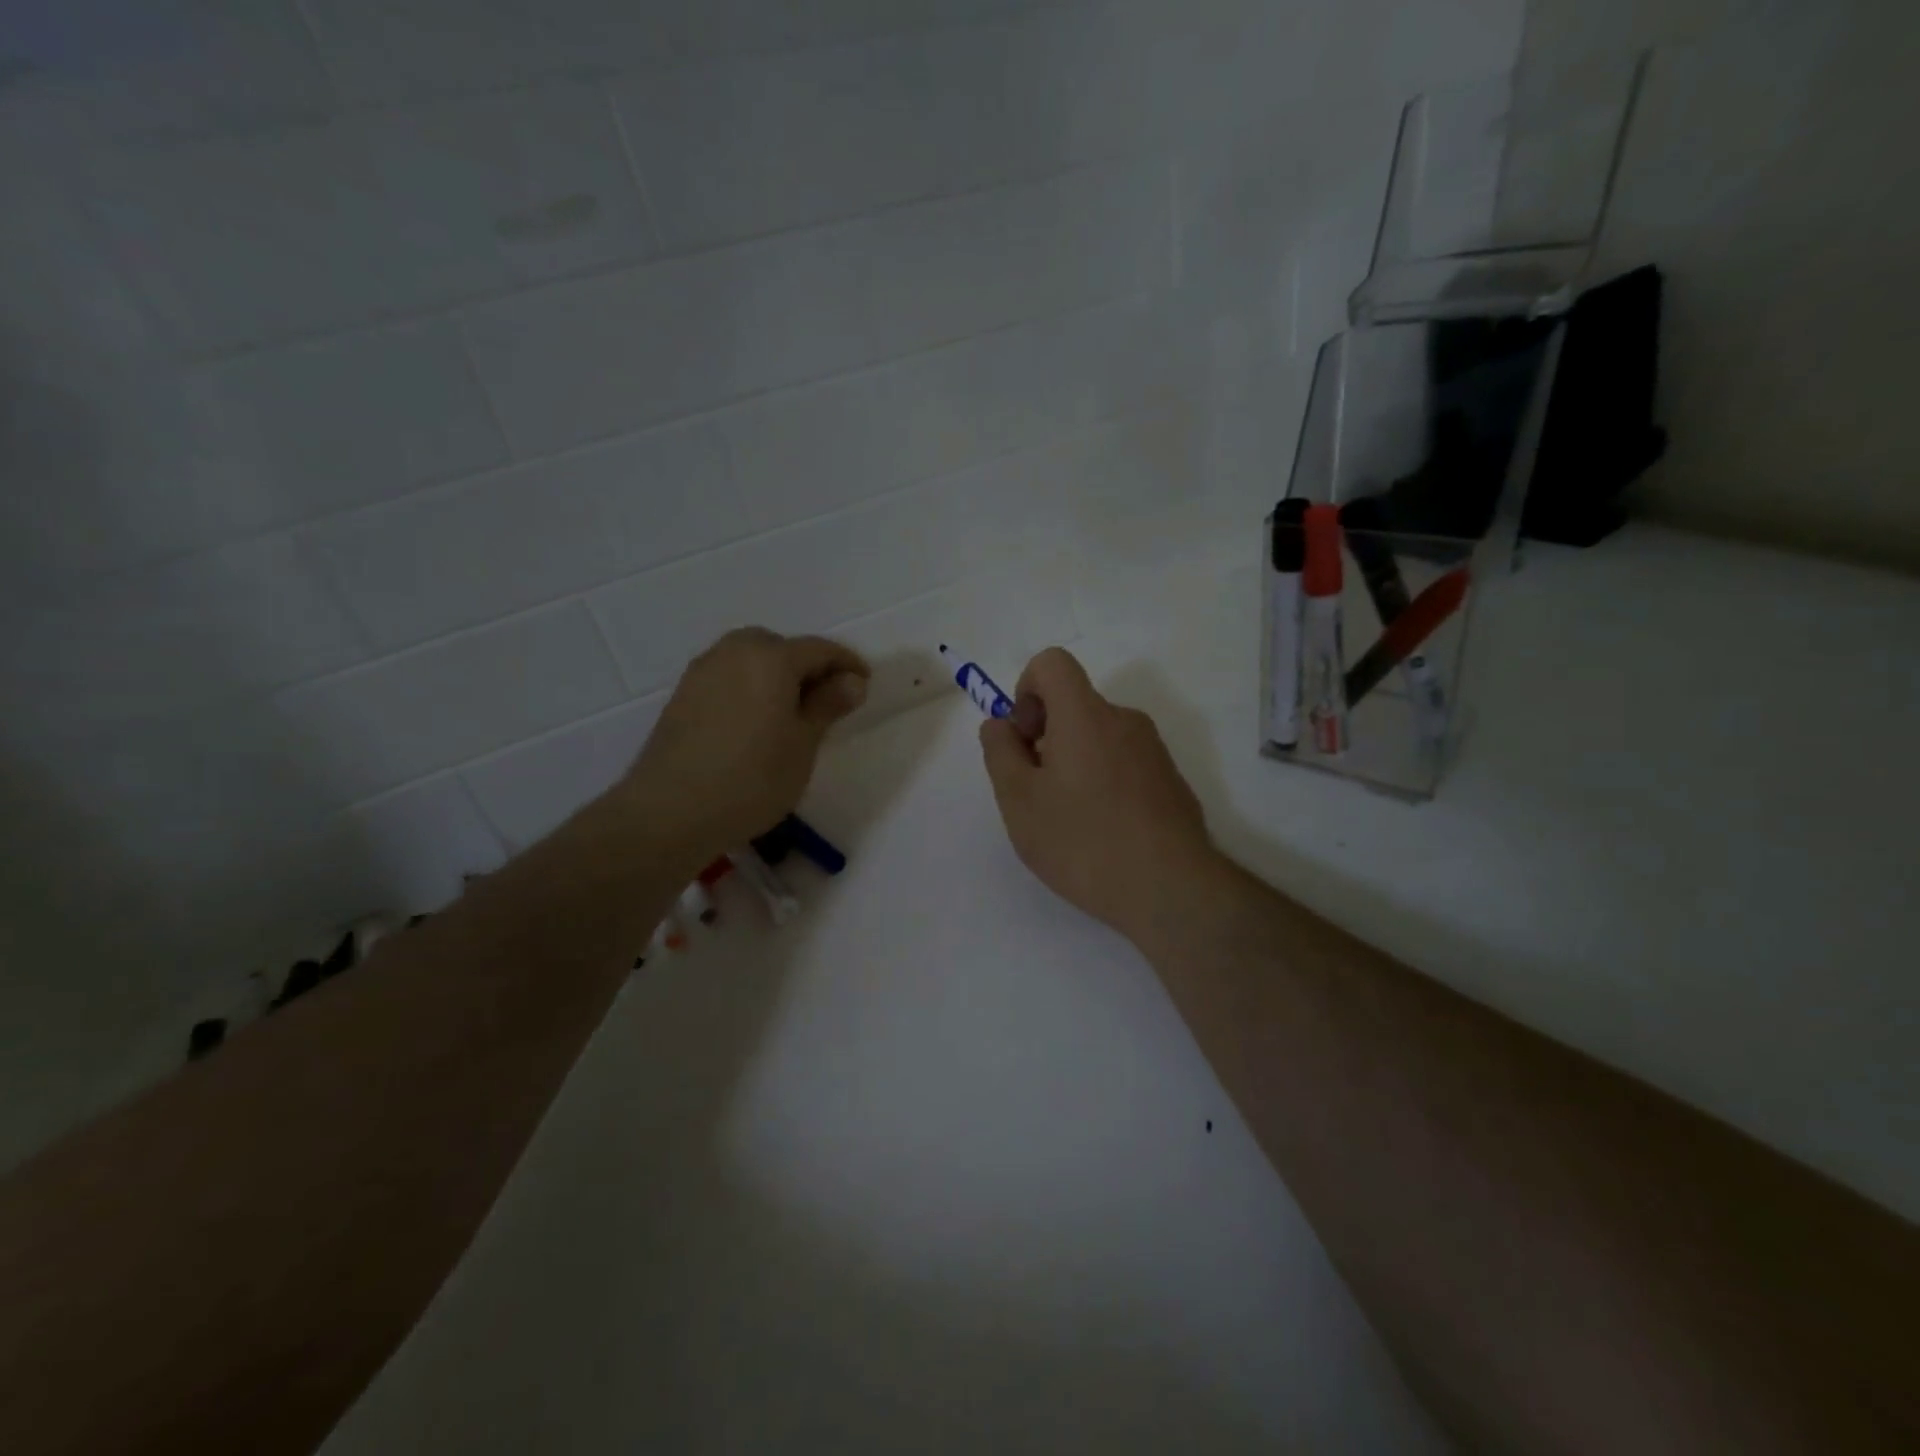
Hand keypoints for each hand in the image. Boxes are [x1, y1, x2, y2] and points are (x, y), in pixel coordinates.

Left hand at [622, 628, 868, 870]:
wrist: (671, 811)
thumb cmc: (752, 778)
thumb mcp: (803, 744)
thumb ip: (828, 705)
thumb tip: (852, 680)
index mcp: (771, 657)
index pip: (819, 649)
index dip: (847, 665)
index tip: (865, 685)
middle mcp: (734, 652)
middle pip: (780, 647)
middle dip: (807, 667)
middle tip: (826, 701)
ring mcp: (702, 672)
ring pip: (750, 660)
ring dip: (775, 677)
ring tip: (790, 714)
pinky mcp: (683, 696)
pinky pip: (727, 678)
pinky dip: (748, 689)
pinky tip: (754, 724)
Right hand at [979, 647, 1220, 944]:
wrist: (1171, 889)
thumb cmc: (1083, 841)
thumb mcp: (1019, 801)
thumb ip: (1000, 753)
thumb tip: (1001, 725)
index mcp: (1085, 715)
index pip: (1052, 663)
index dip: (1026, 690)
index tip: (1026, 740)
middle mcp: (1124, 720)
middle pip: (1074, 705)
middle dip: (1046, 736)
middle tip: (1038, 793)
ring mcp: (1153, 751)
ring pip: (1098, 737)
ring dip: (1074, 762)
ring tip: (1070, 820)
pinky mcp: (1170, 780)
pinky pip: (1124, 763)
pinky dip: (1103, 781)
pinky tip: (1103, 832)